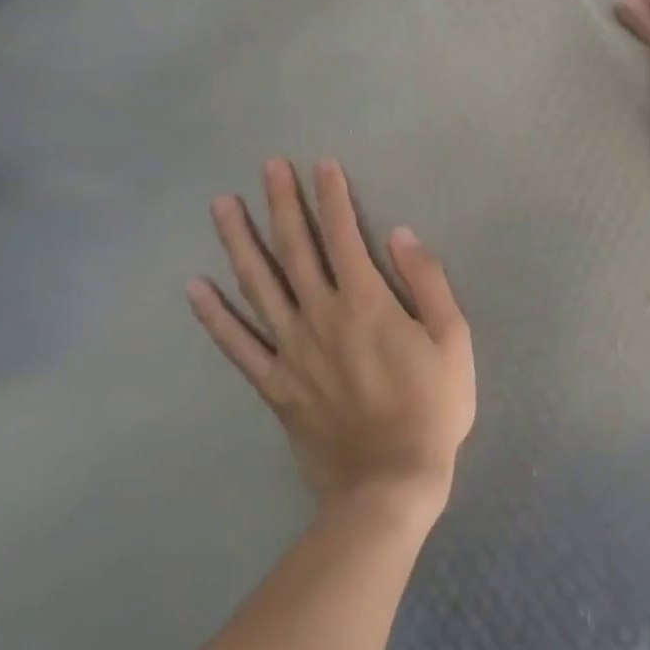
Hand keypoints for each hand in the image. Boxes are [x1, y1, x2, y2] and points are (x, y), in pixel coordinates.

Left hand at [188, 159, 474, 528]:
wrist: (388, 484)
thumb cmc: (431, 408)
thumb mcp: (452, 339)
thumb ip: (427, 282)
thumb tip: (401, 234)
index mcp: (367, 302)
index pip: (344, 235)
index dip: (332, 197)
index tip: (322, 165)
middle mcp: (322, 316)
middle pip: (296, 249)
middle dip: (282, 203)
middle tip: (268, 167)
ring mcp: (292, 350)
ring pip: (259, 286)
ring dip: (240, 241)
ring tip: (223, 206)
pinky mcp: (275, 385)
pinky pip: (238, 345)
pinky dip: (215, 316)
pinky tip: (196, 288)